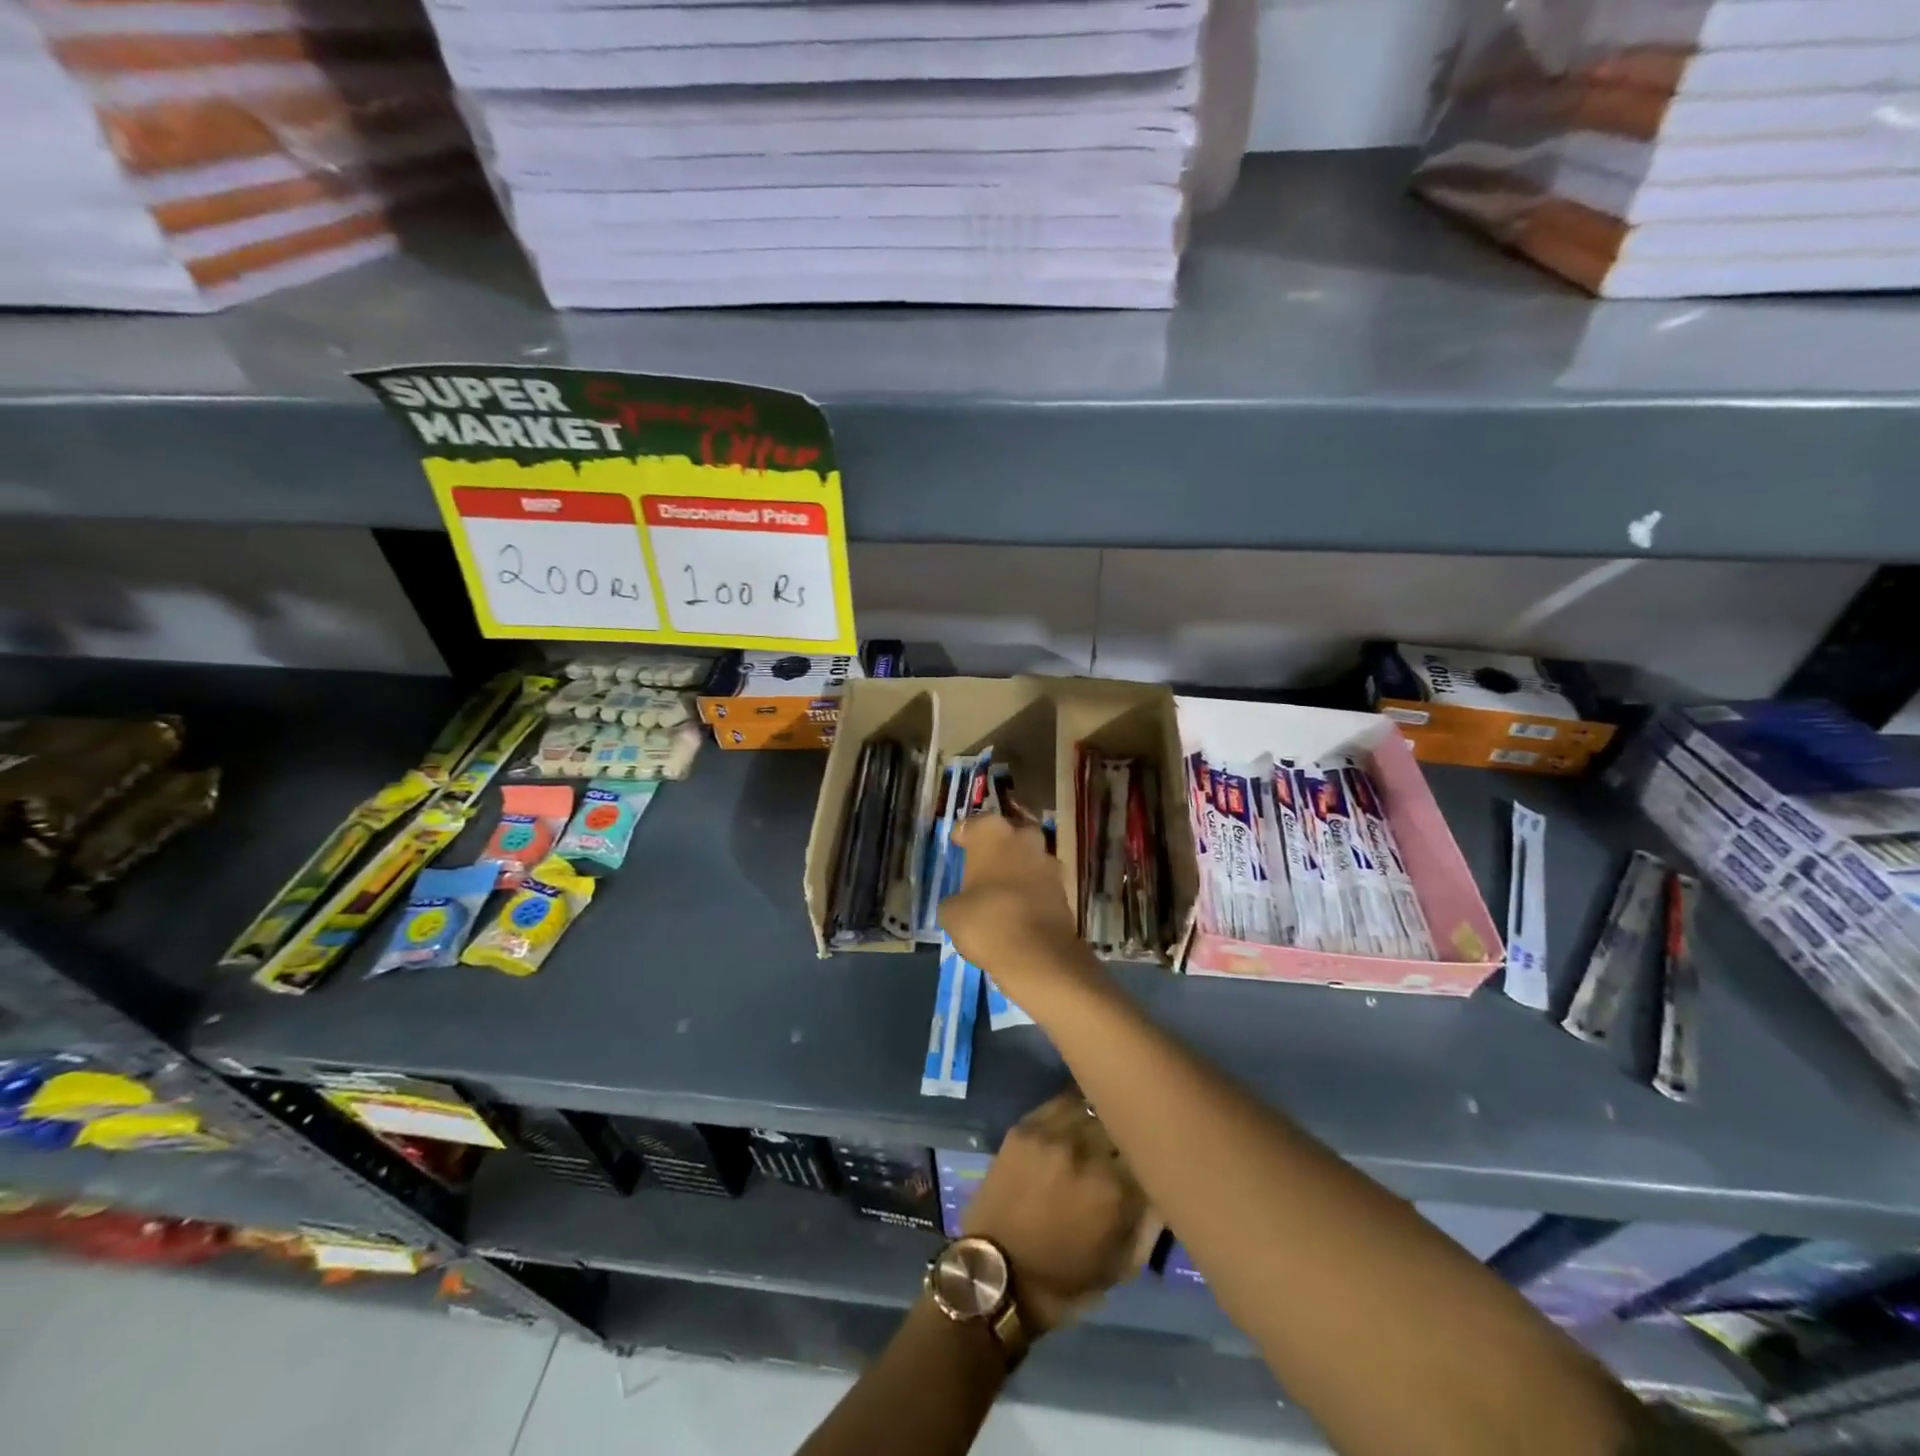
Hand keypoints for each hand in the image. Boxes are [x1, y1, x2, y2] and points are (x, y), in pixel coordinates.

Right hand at [939, 813, 1099, 1008]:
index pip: (973, 825)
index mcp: (993, 833)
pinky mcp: (1064, 888)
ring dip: (1017, 869)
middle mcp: (1024, 838)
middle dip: (998, 847)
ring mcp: (1048, 862)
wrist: (1038, 955)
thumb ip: (955, 899)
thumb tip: (961, 902)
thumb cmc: (986, 921)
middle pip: (1009, 835)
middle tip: (982, 864)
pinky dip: (1031, 891)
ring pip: (1028, 858)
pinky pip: (1041, 883)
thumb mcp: (952, 912)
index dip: (964, 836)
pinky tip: (1018, 908)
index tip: (958, 845)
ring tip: (1001, 890)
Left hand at [962, 1091, 1159, 1334]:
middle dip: (1130, 1132)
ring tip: (1108, 1121)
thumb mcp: (1122, 1266)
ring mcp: (1052, 1133)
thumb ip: (1152, 1222)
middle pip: (1122, 1122)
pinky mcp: (1026, 1125)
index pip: (1151, 1151)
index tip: (1157, 1159)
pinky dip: (1077, 1106)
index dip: (1155, 1155)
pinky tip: (1082, 1114)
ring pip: (1093, 1104)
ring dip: (1104, 1115)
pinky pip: (1062, 1101)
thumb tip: (1168, 1185)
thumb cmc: (1064, 1281)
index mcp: (1115, 1189)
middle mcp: (1086, 1151)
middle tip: (1132, 1140)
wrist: (995, 1274)